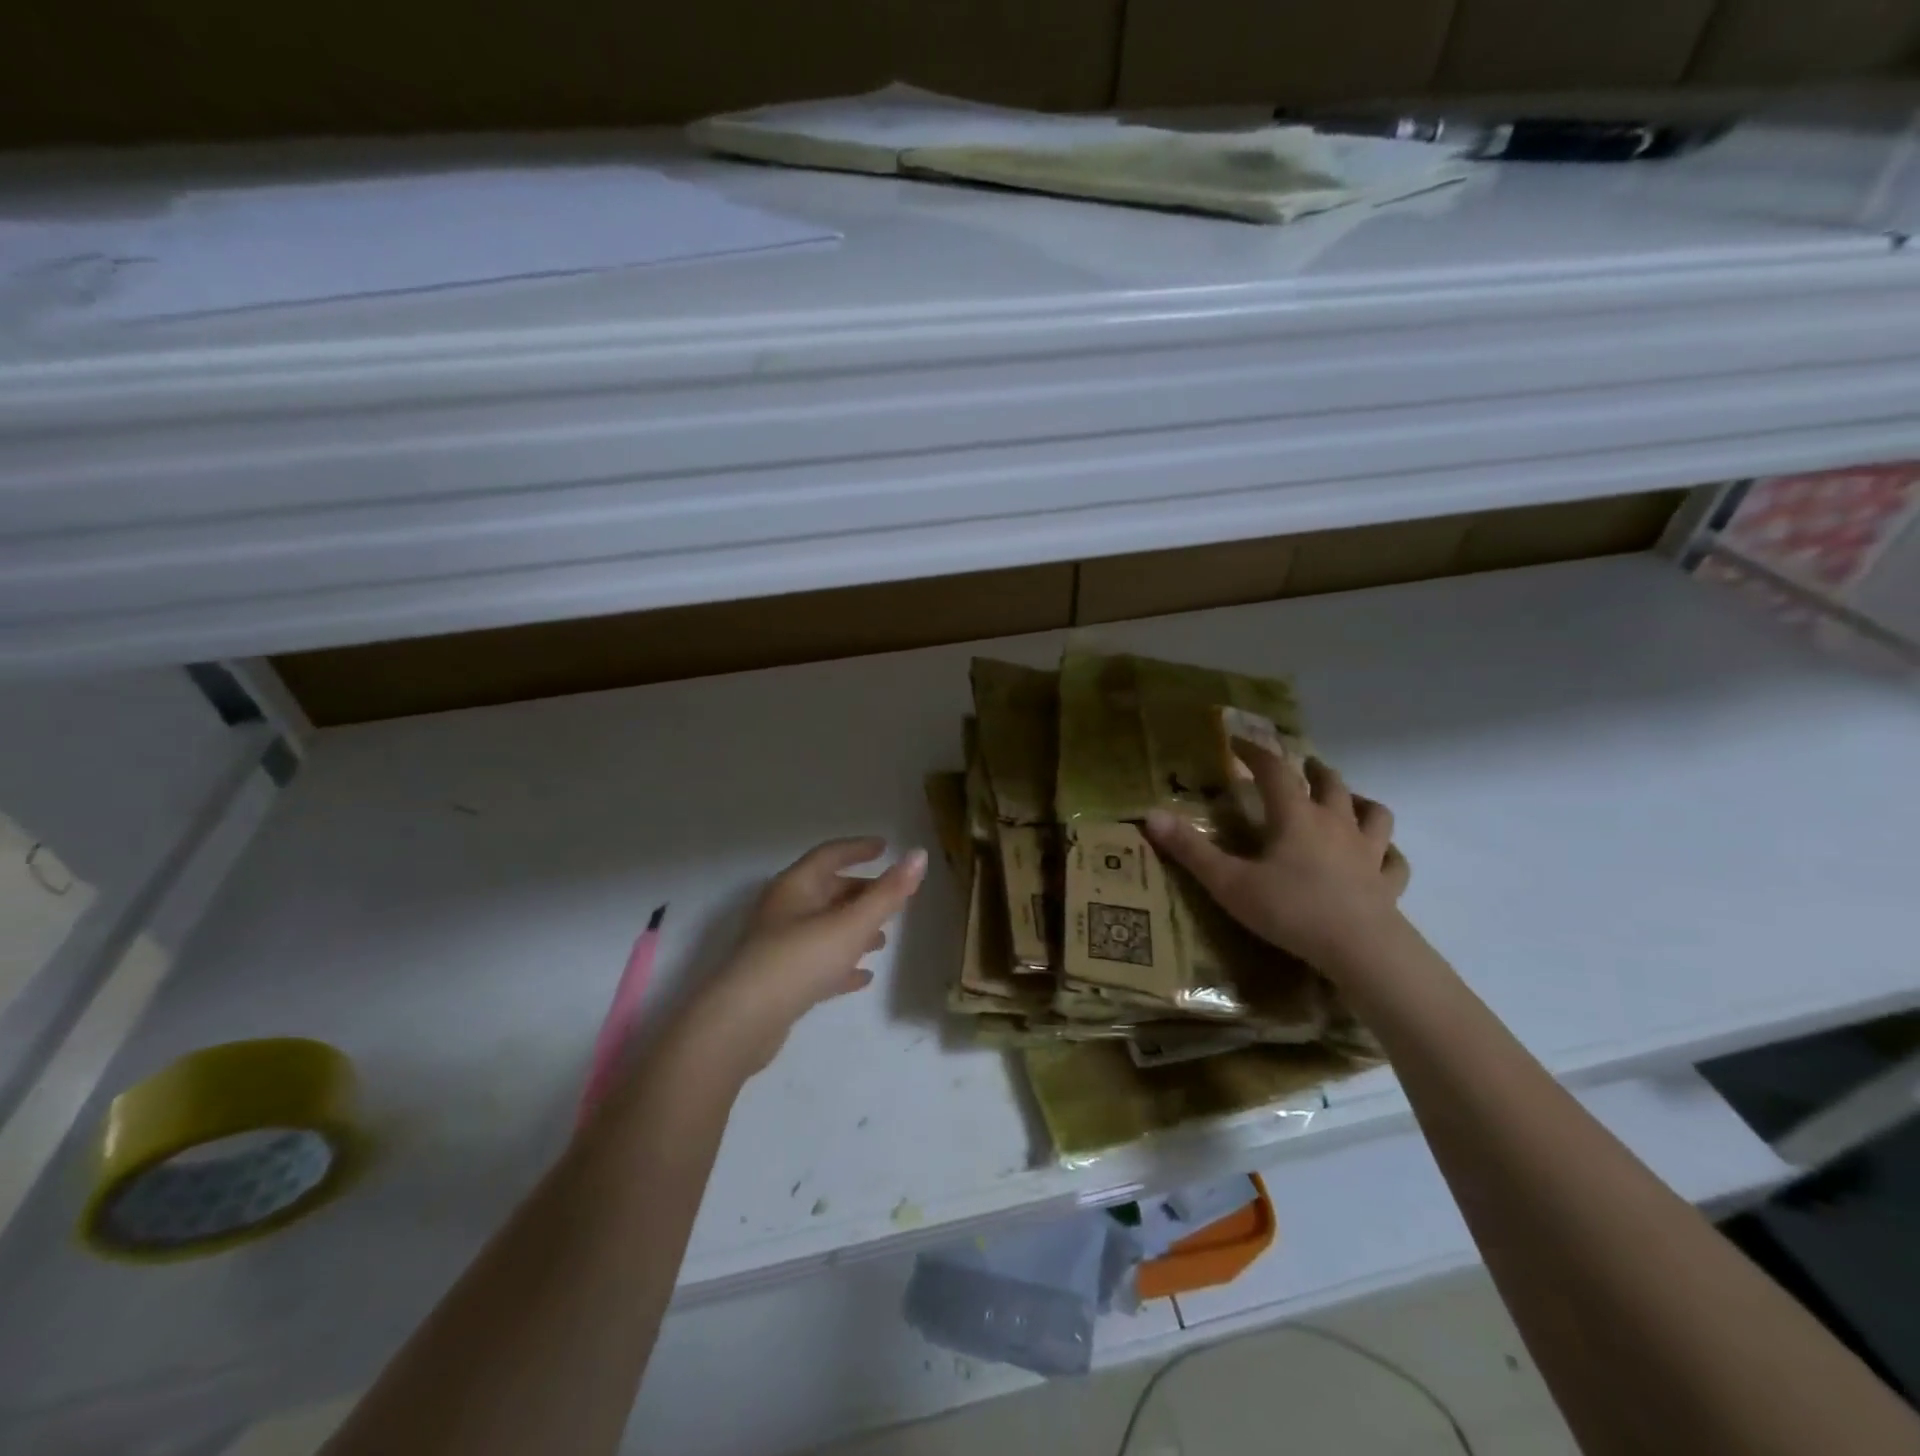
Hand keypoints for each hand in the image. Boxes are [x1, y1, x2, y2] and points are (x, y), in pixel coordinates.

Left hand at [678, 838, 926, 1080]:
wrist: (743, 1022)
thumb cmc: (800, 959)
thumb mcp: (852, 923)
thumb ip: (888, 893)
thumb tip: (919, 855)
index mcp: (796, 887)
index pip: (829, 855)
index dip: (858, 849)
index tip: (884, 847)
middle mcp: (785, 910)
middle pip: (827, 891)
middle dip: (860, 892)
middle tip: (892, 897)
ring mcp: (779, 947)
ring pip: (823, 928)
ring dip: (853, 929)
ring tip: (883, 939)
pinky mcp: (780, 981)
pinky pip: (817, 963)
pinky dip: (841, 964)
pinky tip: (863, 977)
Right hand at [1145, 742, 1402, 976]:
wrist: (1361, 951)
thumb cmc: (1291, 911)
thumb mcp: (1229, 882)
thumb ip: (1190, 850)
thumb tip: (1150, 816)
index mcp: (1295, 817)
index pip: (1274, 771)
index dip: (1255, 753)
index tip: (1238, 742)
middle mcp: (1335, 824)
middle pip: (1329, 784)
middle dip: (1312, 770)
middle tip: (1302, 765)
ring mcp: (1368, 853)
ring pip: (1373, 814)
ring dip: (1359, 800)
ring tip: (1349, 799)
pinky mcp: (1387, 884)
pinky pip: (1394, 861)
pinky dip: (1388, 852)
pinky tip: (1383, 855)